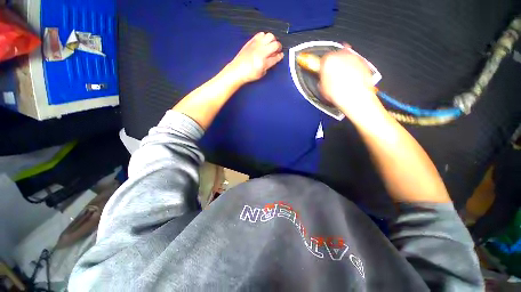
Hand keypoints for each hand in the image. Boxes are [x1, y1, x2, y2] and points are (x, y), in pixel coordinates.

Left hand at [225, 32, 283, 84]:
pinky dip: (264, 37)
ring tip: (271, 45)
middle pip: (275, 44)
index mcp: (264, 62)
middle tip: (277, 50)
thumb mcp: (261, 73)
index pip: (276, 56)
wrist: (237, 70)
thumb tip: (273, 59)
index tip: (281, 55)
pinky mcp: (251, 41)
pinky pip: (261, 34)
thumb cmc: (248, 74)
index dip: (280, 56)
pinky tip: (263, 42)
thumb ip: (269, 65)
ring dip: (272, 40)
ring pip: (270, 36)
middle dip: (278, 47)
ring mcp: (256, 45)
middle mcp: (261, 51)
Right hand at [319, 48, 384, 120]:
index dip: (323, 66)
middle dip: (335, 64)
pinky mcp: (363, 62)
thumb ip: (322, 79)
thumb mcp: (322, 88)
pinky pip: (356, 62)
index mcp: (329, 60)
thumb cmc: (339, 93)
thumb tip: (323, 79)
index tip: (323, 71)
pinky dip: (353, 68)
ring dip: (344, 65)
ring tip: (343, 77)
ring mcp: (354, 57)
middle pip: (336, 55)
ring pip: (347, 57)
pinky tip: (351, 78)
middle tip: (333, 74)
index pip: (323, 58)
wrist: (354, 97)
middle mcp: (342, 55)